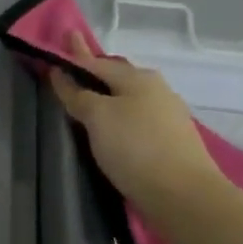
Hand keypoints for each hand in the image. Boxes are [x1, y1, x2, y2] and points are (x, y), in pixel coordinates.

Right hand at [47, 33, 224, 218]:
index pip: (97, 62)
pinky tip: (113, 128)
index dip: (75, 57)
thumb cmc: (135, 148)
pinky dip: (120, 117)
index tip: (58, 47)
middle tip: (73, 70)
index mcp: (138, 77)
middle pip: (117, 77)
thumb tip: (62, 74)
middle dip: (95, 72)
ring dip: (108, 97)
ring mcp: (167, 115)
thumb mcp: (97, 117)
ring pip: (129, 99)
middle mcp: (156, 90)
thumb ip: (78, 94)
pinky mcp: (171, 141)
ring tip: (89, 101)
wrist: (184, 195)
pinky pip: (137, 119)